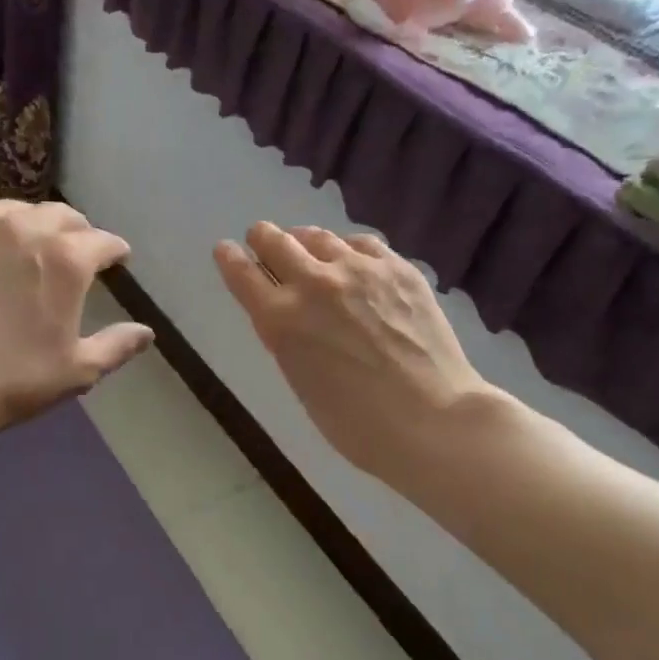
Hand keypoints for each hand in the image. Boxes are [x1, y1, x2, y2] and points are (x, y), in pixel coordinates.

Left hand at [0, 201, 153, 445]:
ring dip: (31, 223)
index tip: (117, 260)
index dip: (115, 251)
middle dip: (77, 231)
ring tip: (29, 243)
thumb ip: (116, 346)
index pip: (103, 241)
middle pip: (62, 215)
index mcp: (66, 259)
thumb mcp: (76, 371)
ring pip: (15, 208)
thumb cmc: (9, 380)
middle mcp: (24, 228)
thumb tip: (147, 333)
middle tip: (76, 251)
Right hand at [214, 223, 494, 483]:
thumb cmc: (357, 424)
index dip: (230, 258)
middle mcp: (313, 283)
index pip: (241, 273)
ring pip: (316, 235)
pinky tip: (352, 259)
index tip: (226, 250)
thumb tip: (290, 314)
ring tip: (308, 248)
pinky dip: (347, 248)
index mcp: (280, 320)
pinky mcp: (396, 267)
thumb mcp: (301, 382)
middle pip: (274, 239)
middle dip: (263, 239)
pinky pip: (360, 242)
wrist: (432, 419)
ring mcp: (358, 269)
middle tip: (265, 242)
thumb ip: (288, 338)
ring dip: (304, 241)